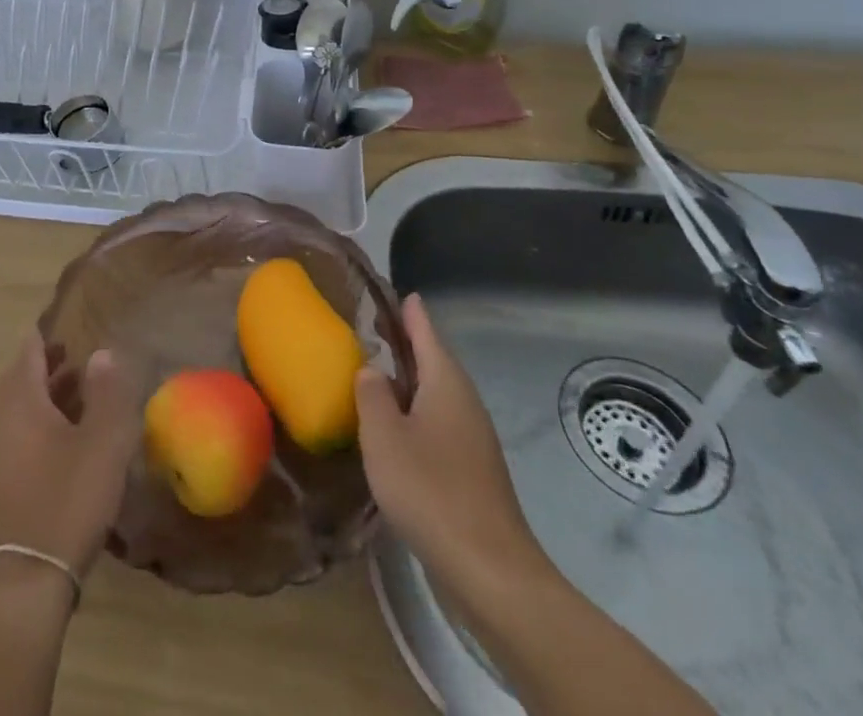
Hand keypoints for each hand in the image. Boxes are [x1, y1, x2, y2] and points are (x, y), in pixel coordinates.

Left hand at [0, 333, 140, 582]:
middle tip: (80, 355)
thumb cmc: (67, 499)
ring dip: (49, 392)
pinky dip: (45, 420)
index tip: (72, 324)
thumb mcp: (102, 443)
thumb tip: (102, 352)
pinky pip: (24, 432)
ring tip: (83, 389)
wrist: (30, 578)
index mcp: (22, 401)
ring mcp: (2, 451)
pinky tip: (73, 436)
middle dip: (50, 362)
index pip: (30, 349)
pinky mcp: (8, 479)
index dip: (49, 333)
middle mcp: (5, 419)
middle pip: (23, 376)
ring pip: (24, 406)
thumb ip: (107, 393)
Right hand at [355, 294, 552, 609]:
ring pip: (435, 393)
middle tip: (372, 326)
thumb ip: (372, 394)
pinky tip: (393, 428)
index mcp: (446, 383)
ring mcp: (472, 438)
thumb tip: (372, 371)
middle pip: (433, 360)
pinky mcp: (472, 471)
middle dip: (405, 341)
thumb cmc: (431, 490)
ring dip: (408, 379)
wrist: (490, 571)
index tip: (392, 290)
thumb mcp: (383, 435)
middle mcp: (464, 403)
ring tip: (375, 372)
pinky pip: (438, 423)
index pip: (425, 330)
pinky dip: (414, 411)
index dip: (408, 310)